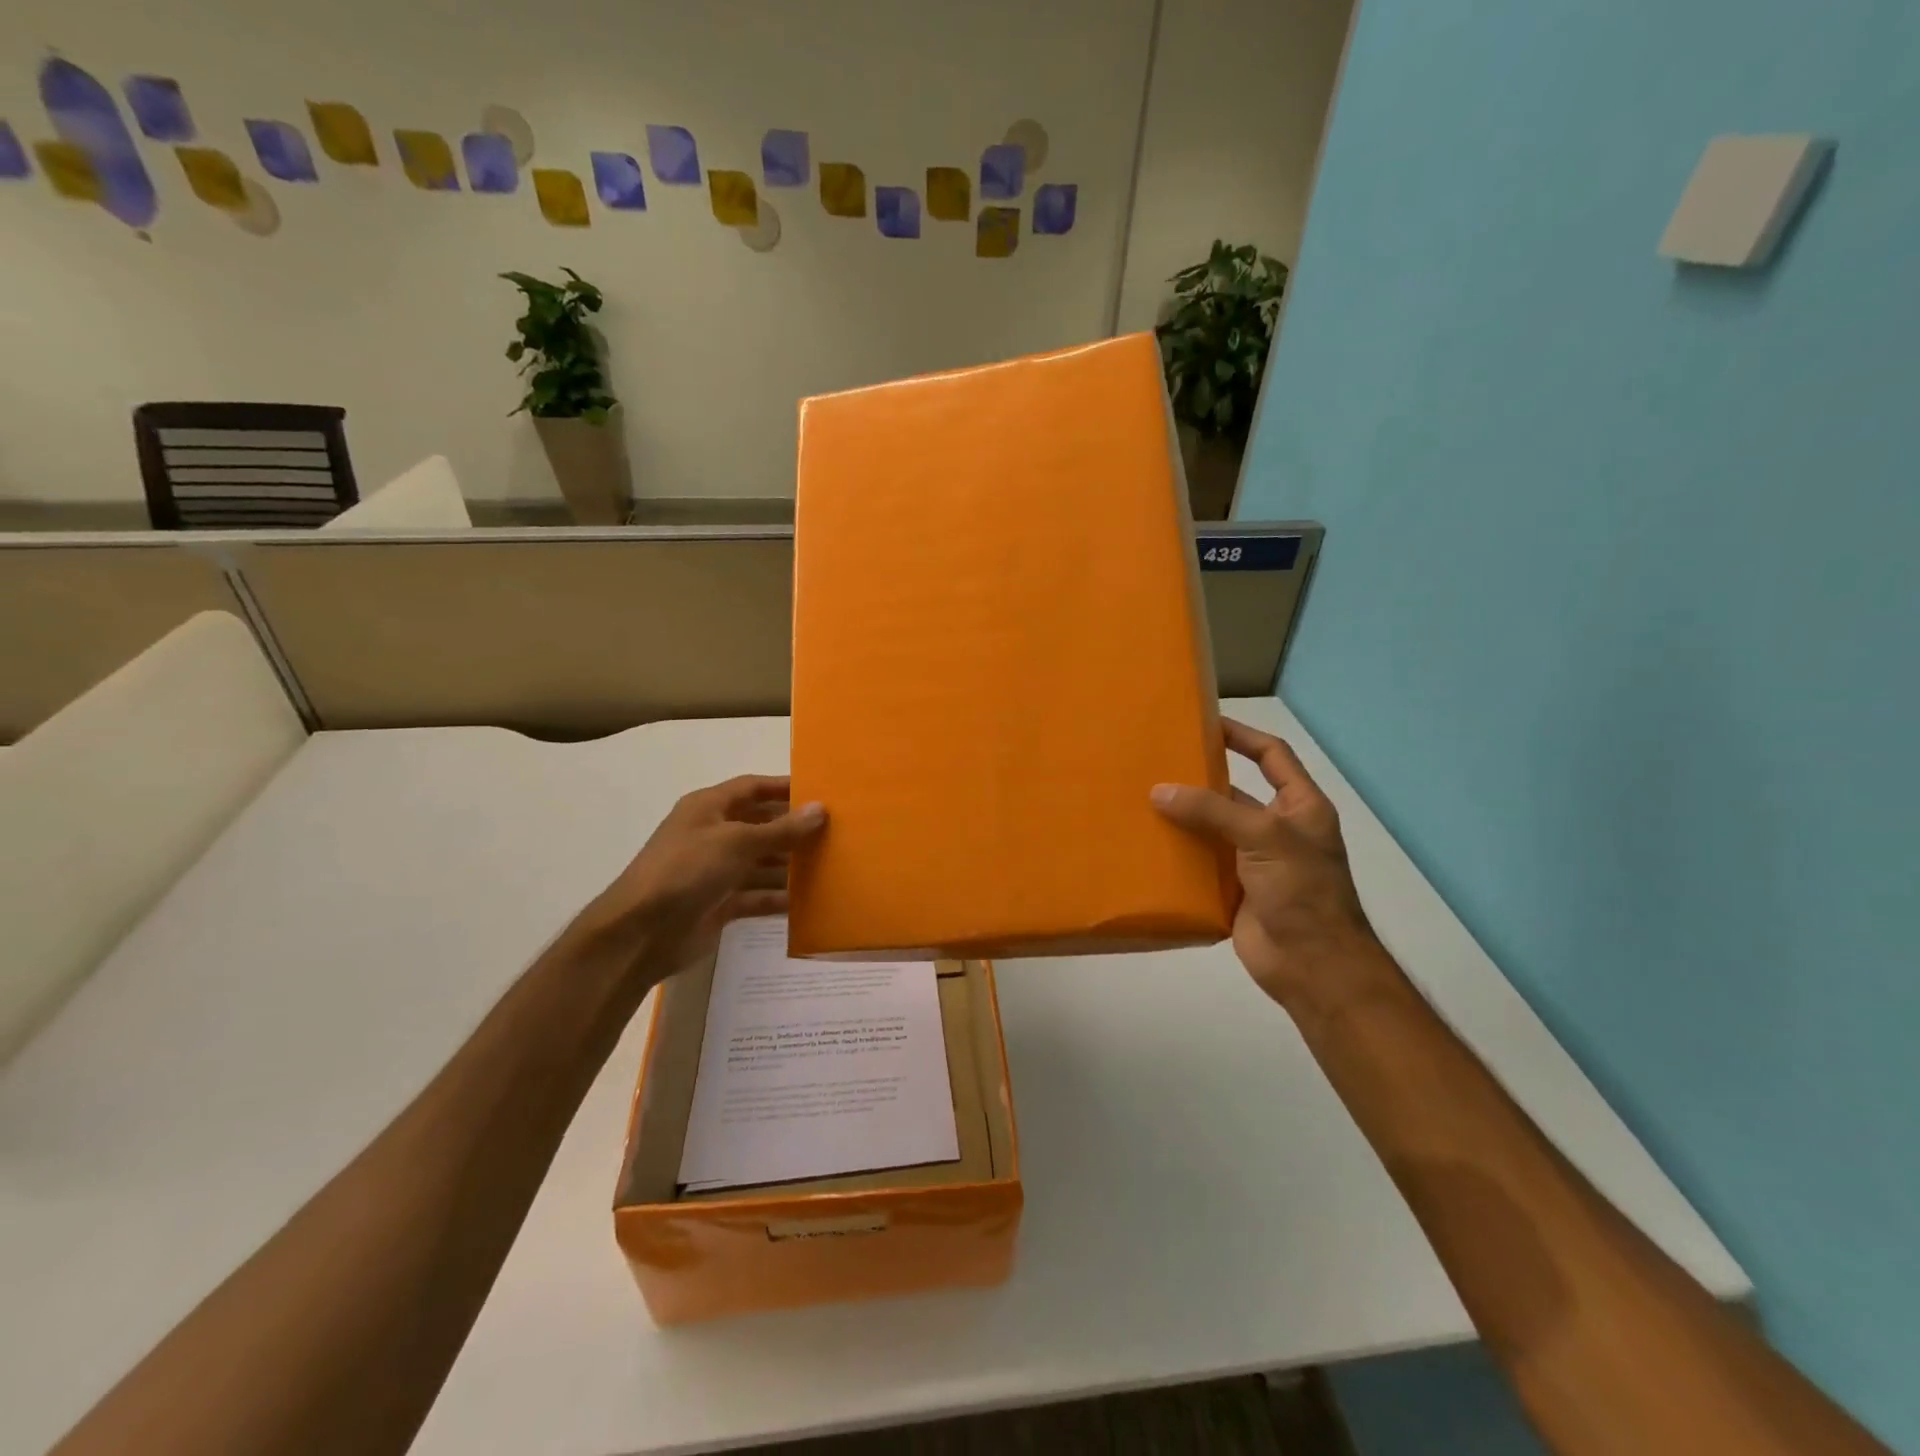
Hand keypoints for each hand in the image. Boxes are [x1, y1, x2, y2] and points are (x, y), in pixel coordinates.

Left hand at [577, 775, 826, 986]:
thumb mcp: (737, 842)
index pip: (753, 787)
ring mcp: (716, 871)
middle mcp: (713, 835)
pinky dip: (778, 898)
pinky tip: (809, 902)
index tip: (822, 792)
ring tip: (831, 866)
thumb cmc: (687, 870)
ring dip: (790, 865)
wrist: (641, 933)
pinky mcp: (720, 904)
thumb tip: (820, 809)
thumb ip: (782, 829)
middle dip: (794, 829)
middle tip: (836, 832)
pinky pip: (756, 896)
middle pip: (761, 825)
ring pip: (761, 863)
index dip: (784, 787)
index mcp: (709, 808)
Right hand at [1151, 718, 1378, 1014]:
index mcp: (1299, 807)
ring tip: (1140, 799)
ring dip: (1183, 817)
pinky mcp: (1232, 890)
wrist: (1312, 965)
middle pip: (1234, 792)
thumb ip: (1212, 811)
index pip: (1272, 756)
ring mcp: (1254, 861)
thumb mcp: (1265, 837)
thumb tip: (1159, 791)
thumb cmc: (1302, 891)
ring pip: (1212, 829)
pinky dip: (1177, 854)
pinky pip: (1200, 863)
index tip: (1204, 722)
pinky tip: (1146, 843)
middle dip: (1200, 779)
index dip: (1242, 736)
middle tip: (1157, 762)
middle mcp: (1277, 829)